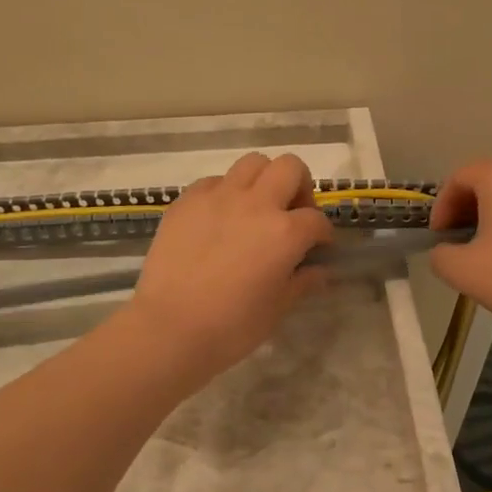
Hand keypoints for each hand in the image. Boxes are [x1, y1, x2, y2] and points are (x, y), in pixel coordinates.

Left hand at [123, 152, 333, 380]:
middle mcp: (255, 203)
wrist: (170, 328)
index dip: (322, 234)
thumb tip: (320, 271)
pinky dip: (225, 192)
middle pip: (290, 167)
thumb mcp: (277, 308)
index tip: (318, 247)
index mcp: (285, 232)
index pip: (316, 219)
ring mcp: (218, 197)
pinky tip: (219, 219)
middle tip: (291, 213)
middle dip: (299, 186)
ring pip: (252, 163)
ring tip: (255, 208)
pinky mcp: (186, 200)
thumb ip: (302, 282)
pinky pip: (214, 181)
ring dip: (263, 180)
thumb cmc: (231, 327)